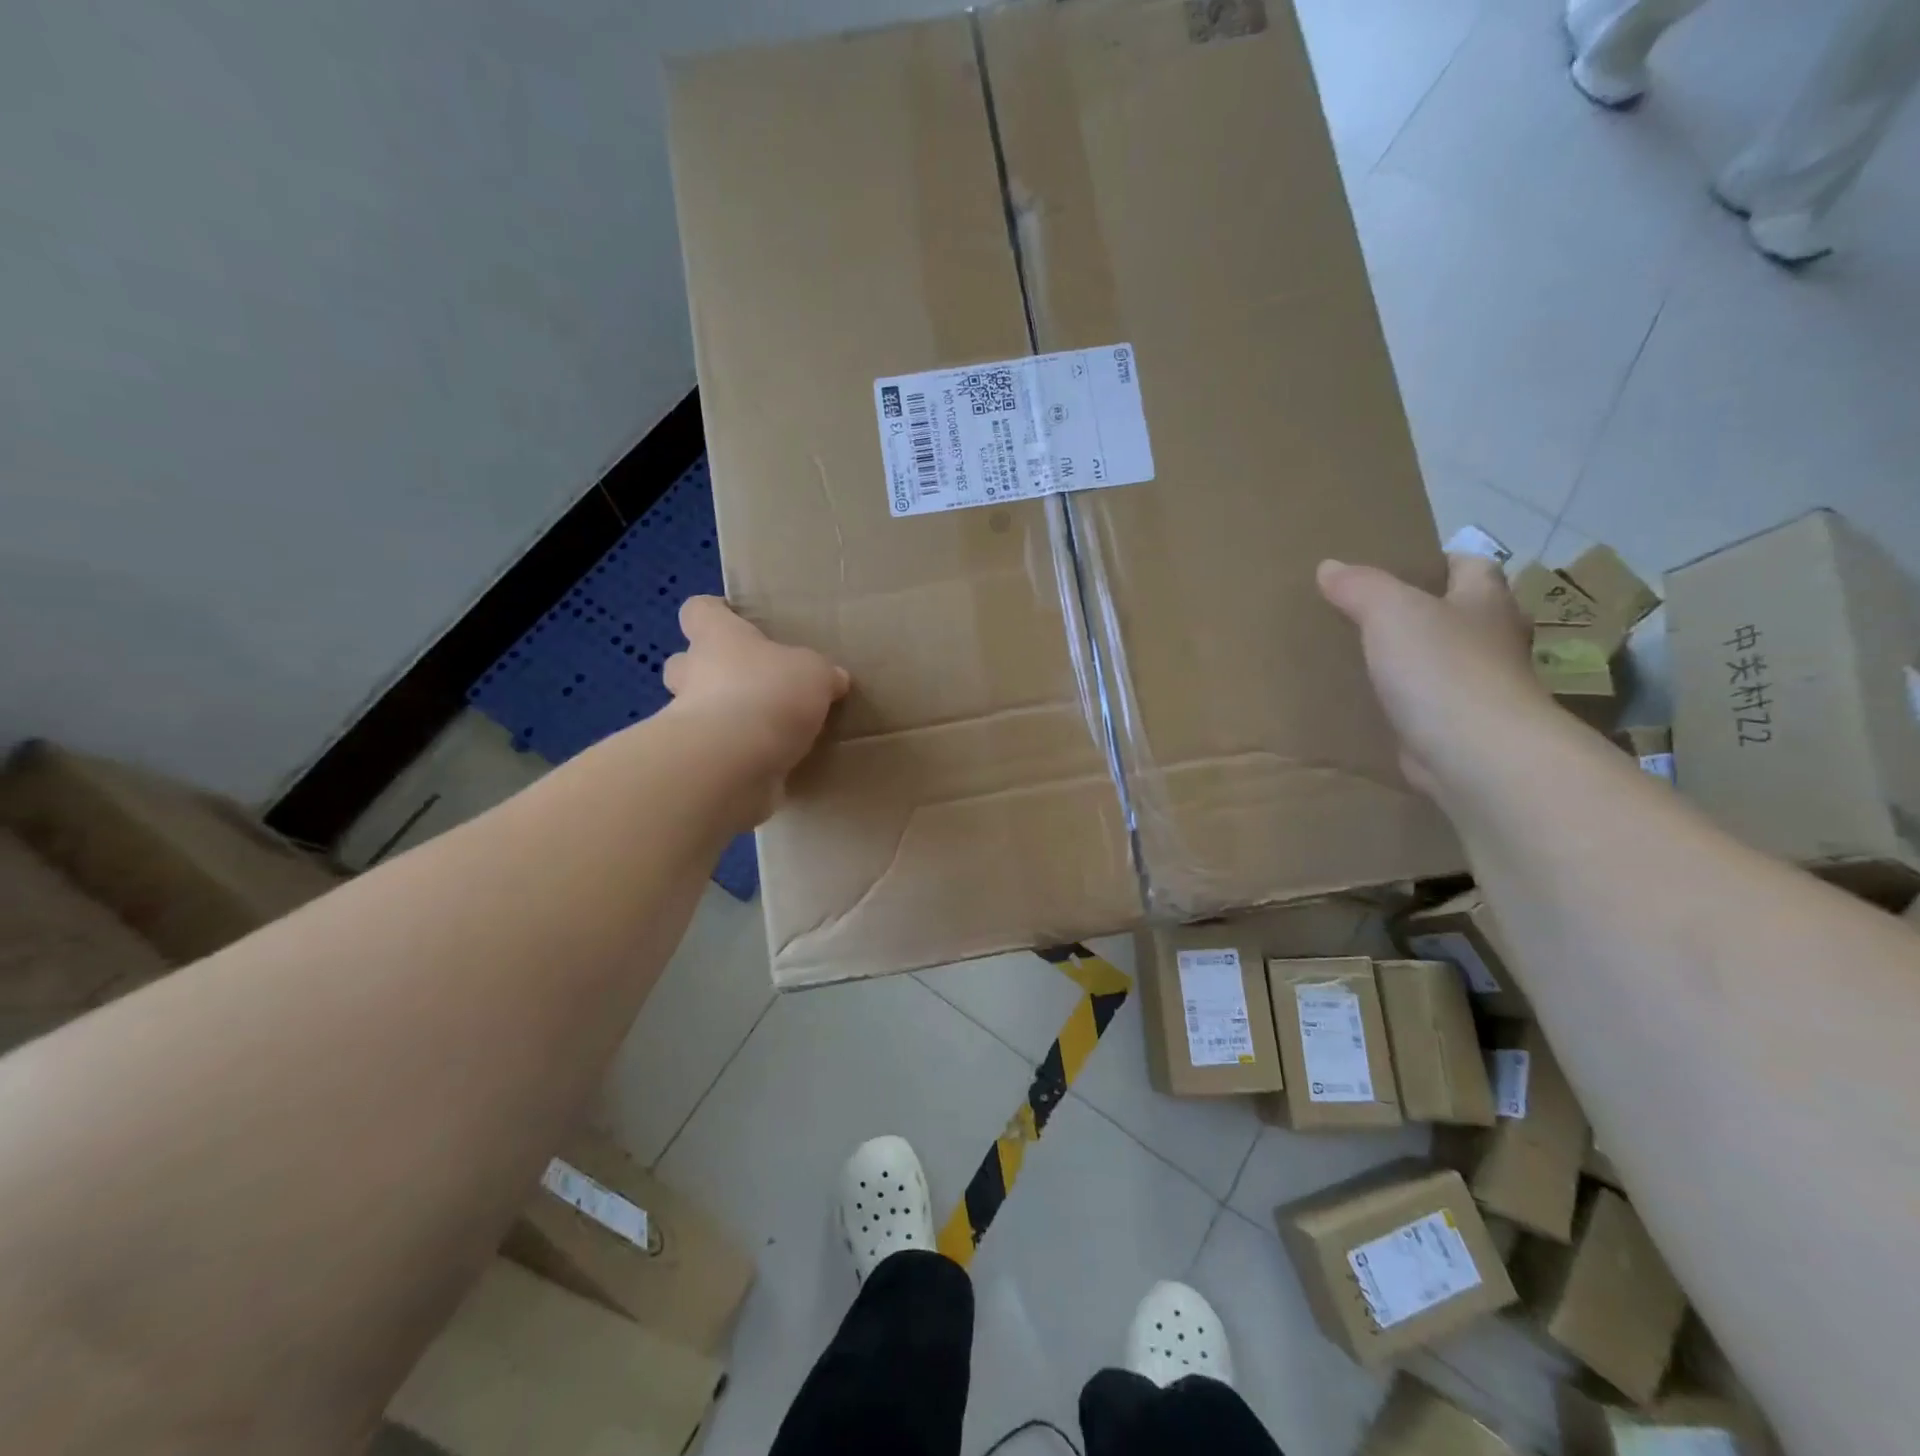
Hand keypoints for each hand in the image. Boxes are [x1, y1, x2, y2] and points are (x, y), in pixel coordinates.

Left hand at [661, 597, 849, 811]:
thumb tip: (834, 679)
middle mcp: (693, 674)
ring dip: (721, 717)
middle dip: (707, 672)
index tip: (735, 620)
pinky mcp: (697, 763)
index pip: (700, 611)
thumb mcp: (815, 674)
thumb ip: (822, 674)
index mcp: (718, 638)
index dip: (715, 613)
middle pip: (683, 663)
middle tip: (747, 682)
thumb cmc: (770, 694)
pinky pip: (714, 753)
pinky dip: (734, 757)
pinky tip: (768, 764)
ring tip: (764, 729)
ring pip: (694, 711)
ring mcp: (687, 721)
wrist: (733, 762)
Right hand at [1318, 553, 1555, 797]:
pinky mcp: (1460, 731)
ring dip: (1413, 662)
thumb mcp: (1390, 612)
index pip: (1472, 566)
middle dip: (1423, 614)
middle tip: (1370, 615)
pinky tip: (1369, 706)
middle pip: (1460, 616)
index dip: (1439, 562)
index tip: (1398, 569)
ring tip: (1362, 659)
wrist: (1476, 755)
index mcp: (1485, 603)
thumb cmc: (1443, 669)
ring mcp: (1480, 690)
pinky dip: (1404, 705)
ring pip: (1443, 664)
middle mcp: (1492, 642)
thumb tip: (1329, 566)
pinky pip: (1427, 708)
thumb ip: (1360, 587)